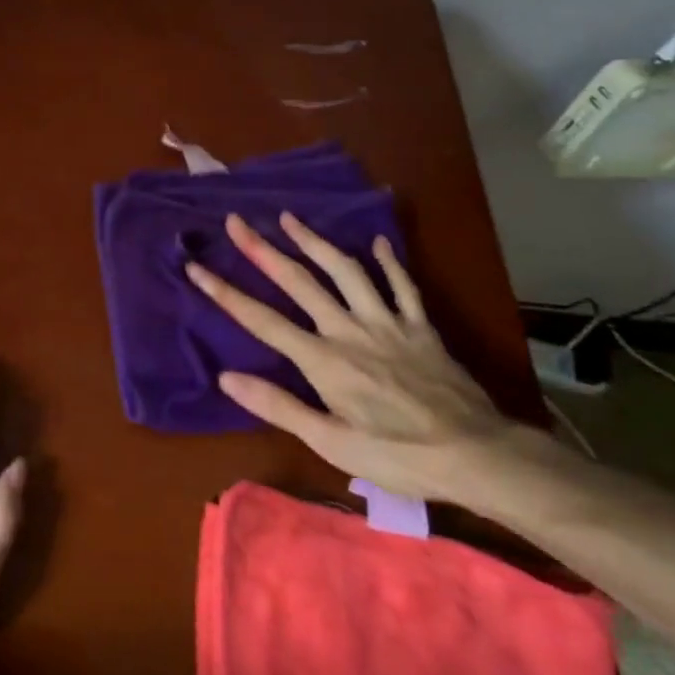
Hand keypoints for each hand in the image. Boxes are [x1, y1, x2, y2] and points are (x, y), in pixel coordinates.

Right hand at [184, 212, 515, 501]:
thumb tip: (227, 378)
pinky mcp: (420, 326)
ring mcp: (387, 322)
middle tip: (237, 221)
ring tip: (290, 218)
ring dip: (315, 241)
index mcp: (323, 360)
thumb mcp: (332, 445)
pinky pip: (402, 285)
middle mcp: (349, 330)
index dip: (225, 292)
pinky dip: (388, 262)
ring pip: (346, 271)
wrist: (478, 456)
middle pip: (299, 281)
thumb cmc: (400, 456)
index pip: (262, 320)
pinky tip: (378, 241)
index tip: (196, 267)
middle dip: (262, 250)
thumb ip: (280, 407)